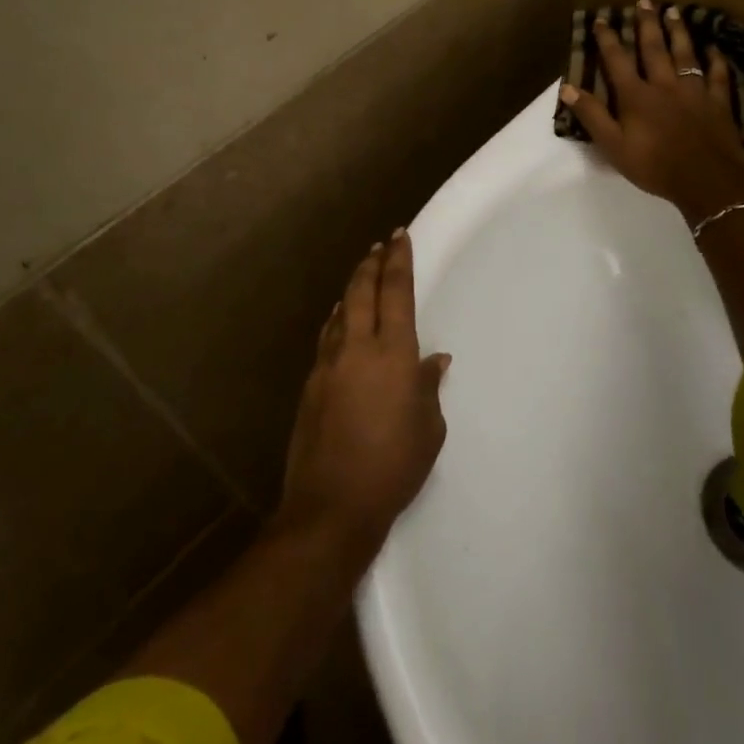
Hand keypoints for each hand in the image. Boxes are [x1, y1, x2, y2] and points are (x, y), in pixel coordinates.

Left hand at [274, 231, 449, 557]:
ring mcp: (328, 365)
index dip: (398, 261)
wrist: (332, 507)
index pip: (395, 293)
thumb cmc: (393, 467)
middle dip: (371, 264)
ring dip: (352, 289)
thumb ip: (429, 388)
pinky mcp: (310, 385)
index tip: (399, 237)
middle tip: (380, 246)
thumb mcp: (428, 429)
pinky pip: (327, 338)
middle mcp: (357, 348)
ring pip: (340, 312)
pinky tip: (340, 321)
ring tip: (361, 275)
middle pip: (362, 291)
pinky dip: (338, 320)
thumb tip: (433, 361)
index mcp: (393, 354)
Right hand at [562, 0, 743, 220]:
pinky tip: (713, 48)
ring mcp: (694, 91)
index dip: (608, 39)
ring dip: (678, 32)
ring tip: (674, 12)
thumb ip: (592, 115)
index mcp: (636, 96)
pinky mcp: (718, 102)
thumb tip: (567, 87)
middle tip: (644, 1)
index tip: (601, 19)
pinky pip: (717, 75)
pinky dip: (715, 60)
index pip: (618, 60)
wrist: (707, 180)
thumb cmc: (654, 166)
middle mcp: (665, 85)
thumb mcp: (613, 146)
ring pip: (685, 54)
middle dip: (646, 24)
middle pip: (654, 48)